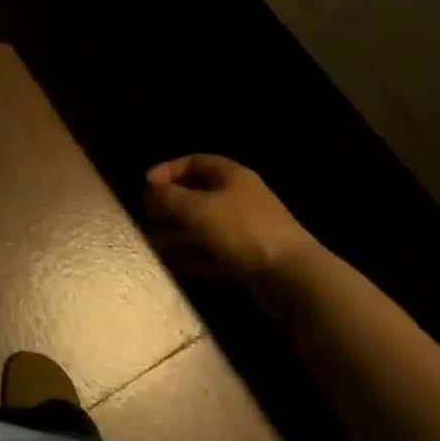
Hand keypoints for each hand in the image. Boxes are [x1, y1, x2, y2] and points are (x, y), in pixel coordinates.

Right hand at [143, 155, 321, 288]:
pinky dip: (194, 258)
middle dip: (170, 206)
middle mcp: (240, 199)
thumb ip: (169, 197)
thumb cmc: (241, 230)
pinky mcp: (250, 260)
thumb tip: (152, 191)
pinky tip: (174, 266)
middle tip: (147, 216)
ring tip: (152, 244)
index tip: (147, 185)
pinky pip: (215, 254)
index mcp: (232, 176)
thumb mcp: (196, 208)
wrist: (292, 277)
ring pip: (204, 227)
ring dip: (178, 235)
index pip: (195, 162)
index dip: (168, 170)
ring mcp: (247, 231)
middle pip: (198, 195)